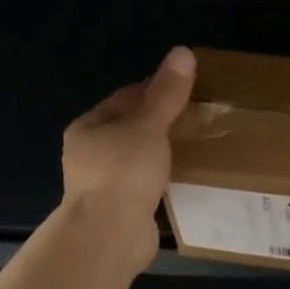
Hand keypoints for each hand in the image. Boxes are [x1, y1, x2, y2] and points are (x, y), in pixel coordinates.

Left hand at [61, 47, 197, 255]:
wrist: (109, 237)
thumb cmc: (123, 173)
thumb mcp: (148, 127)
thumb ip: (167, 93)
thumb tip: (182, 51)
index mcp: (89, 127)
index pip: (126, 97)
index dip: (156, 90)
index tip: (189, 90)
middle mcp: (91, 154)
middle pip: (133, 128)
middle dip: (164, 123)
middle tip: (200, 117)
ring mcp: (105, 184)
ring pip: (141, 158)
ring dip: (165, 153)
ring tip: (200, 146)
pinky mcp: (122, 209)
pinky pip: (148, 185)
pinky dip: (166, 180)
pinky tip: (190, 178)